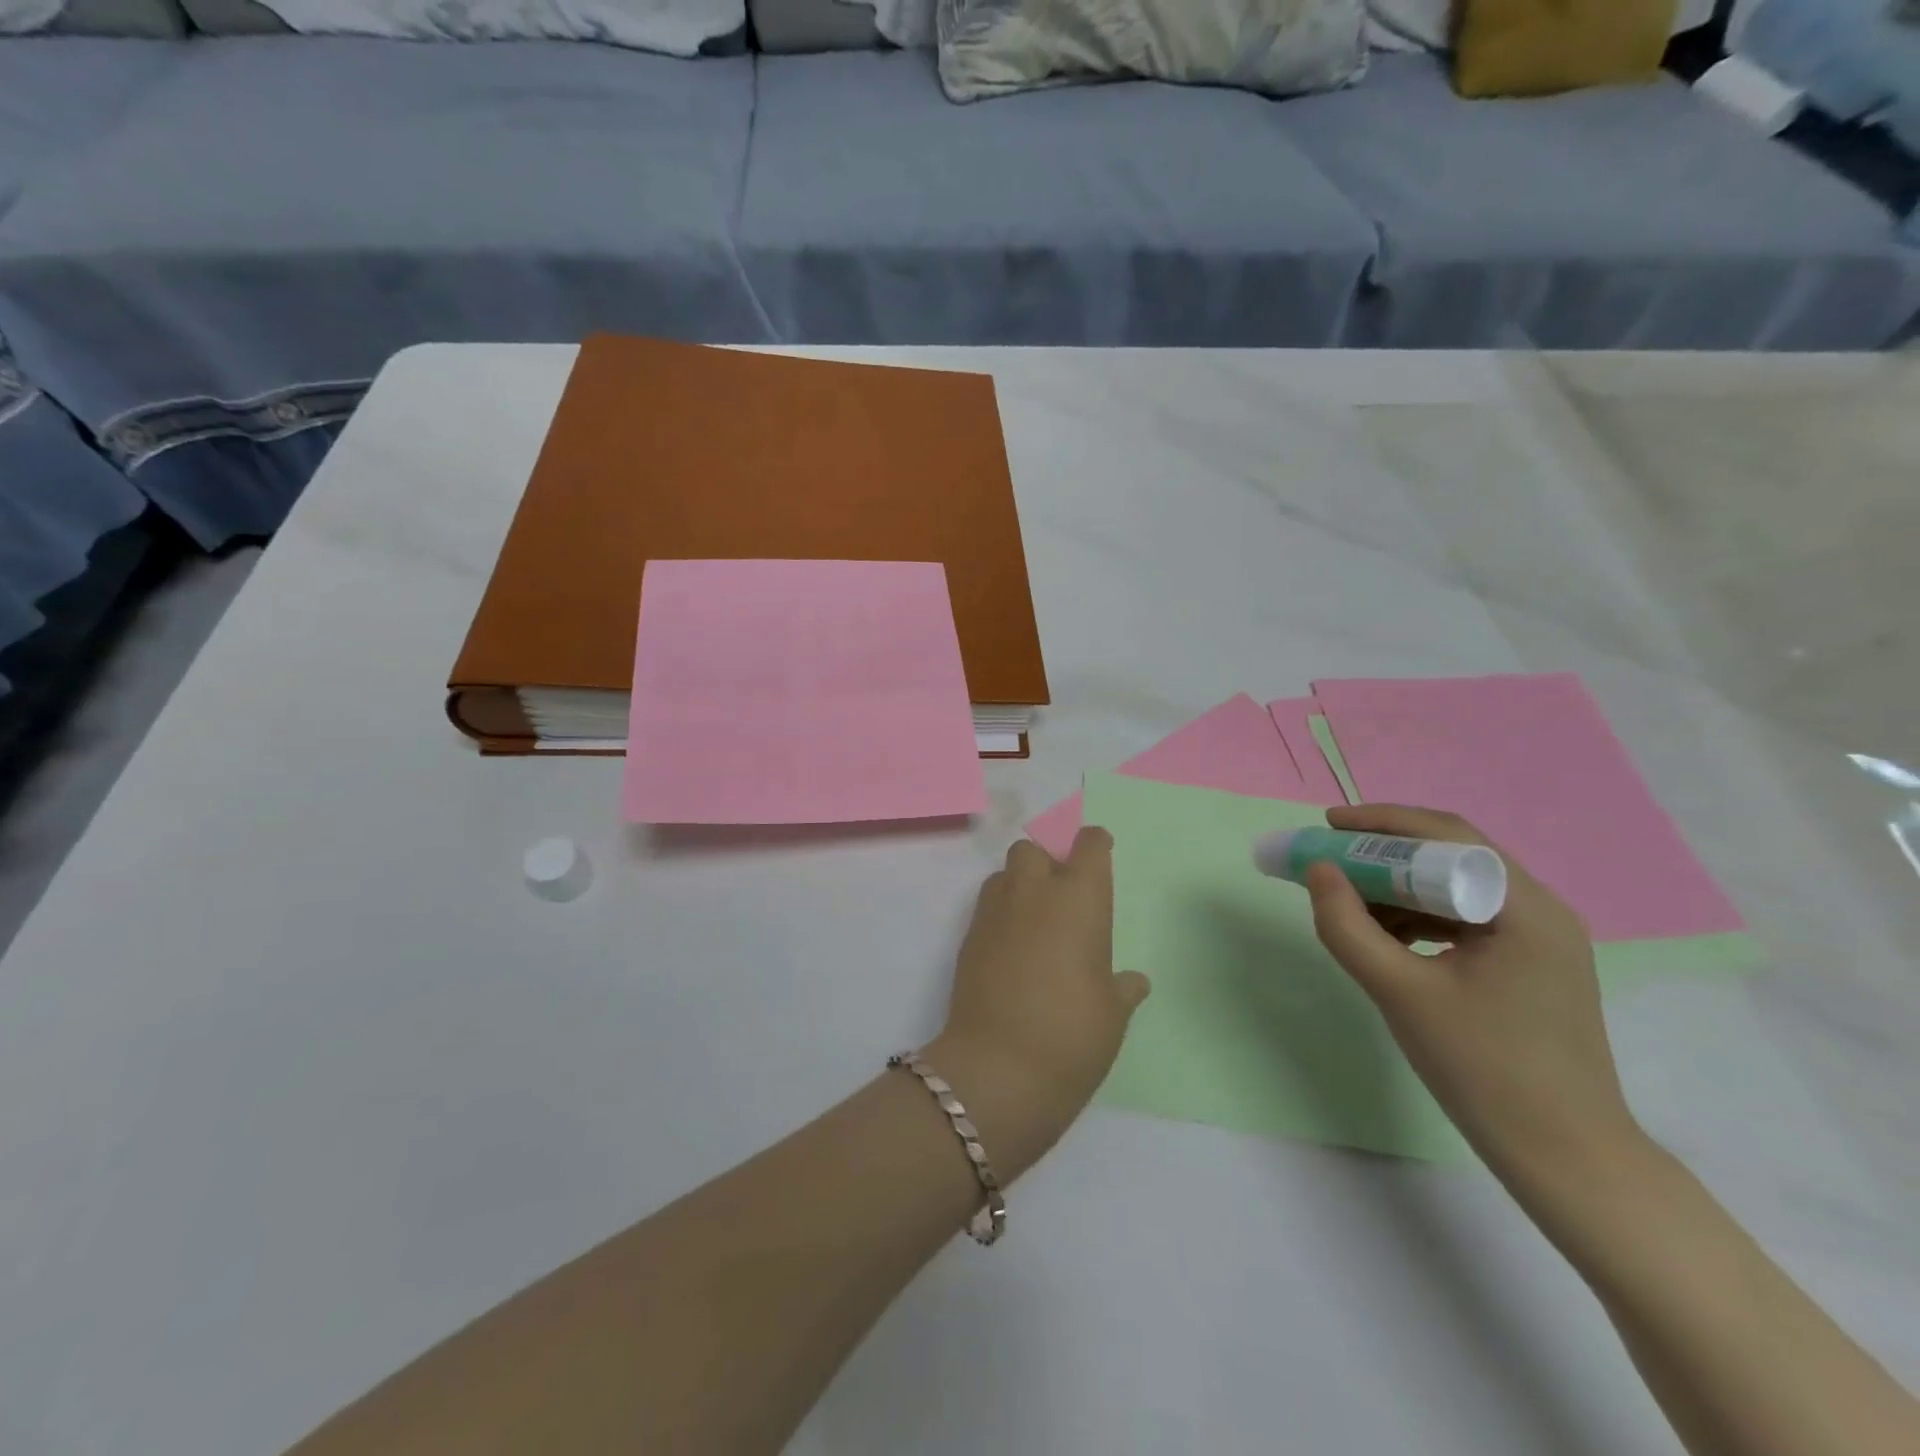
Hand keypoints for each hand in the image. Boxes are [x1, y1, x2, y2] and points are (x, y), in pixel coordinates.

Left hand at [928, 829, 1149, 1177]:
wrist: (998, 1067)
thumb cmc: (1072, 1035)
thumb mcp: (1112, 1014)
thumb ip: (1122, 988)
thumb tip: (1133, 981)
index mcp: (1079, 900)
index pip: (1088, 846)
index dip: (1094, 845)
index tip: (1099, 852)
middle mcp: (1034, 893)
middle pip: (1033, 849)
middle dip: (1047, 861)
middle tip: (1062, 895)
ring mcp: (995, 913)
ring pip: (1003, 874)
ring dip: (1019, 884)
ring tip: (1034, 921)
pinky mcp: (967, 937)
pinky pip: (986, 907)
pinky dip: (1000, 915)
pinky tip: (1011, 949)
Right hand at [1305, 804, 1645, 1188]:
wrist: (1565, 1158)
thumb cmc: (1483, 1068)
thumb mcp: (1400, 992)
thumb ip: (1348, 926)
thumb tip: (1317, 871)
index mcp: (1524, 908)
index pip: (1447, 837)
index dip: (1380, 824)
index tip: (1326, 826)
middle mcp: (1541, 911)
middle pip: (1452, 857)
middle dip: (1383, 854)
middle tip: (1328, 860)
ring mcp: (1539, 941)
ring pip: (1455, 889)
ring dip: (1398, 887)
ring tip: (1347, 902)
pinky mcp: (1529, 967)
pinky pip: (1464, 920)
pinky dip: (1419, 918)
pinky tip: (1384, 936)